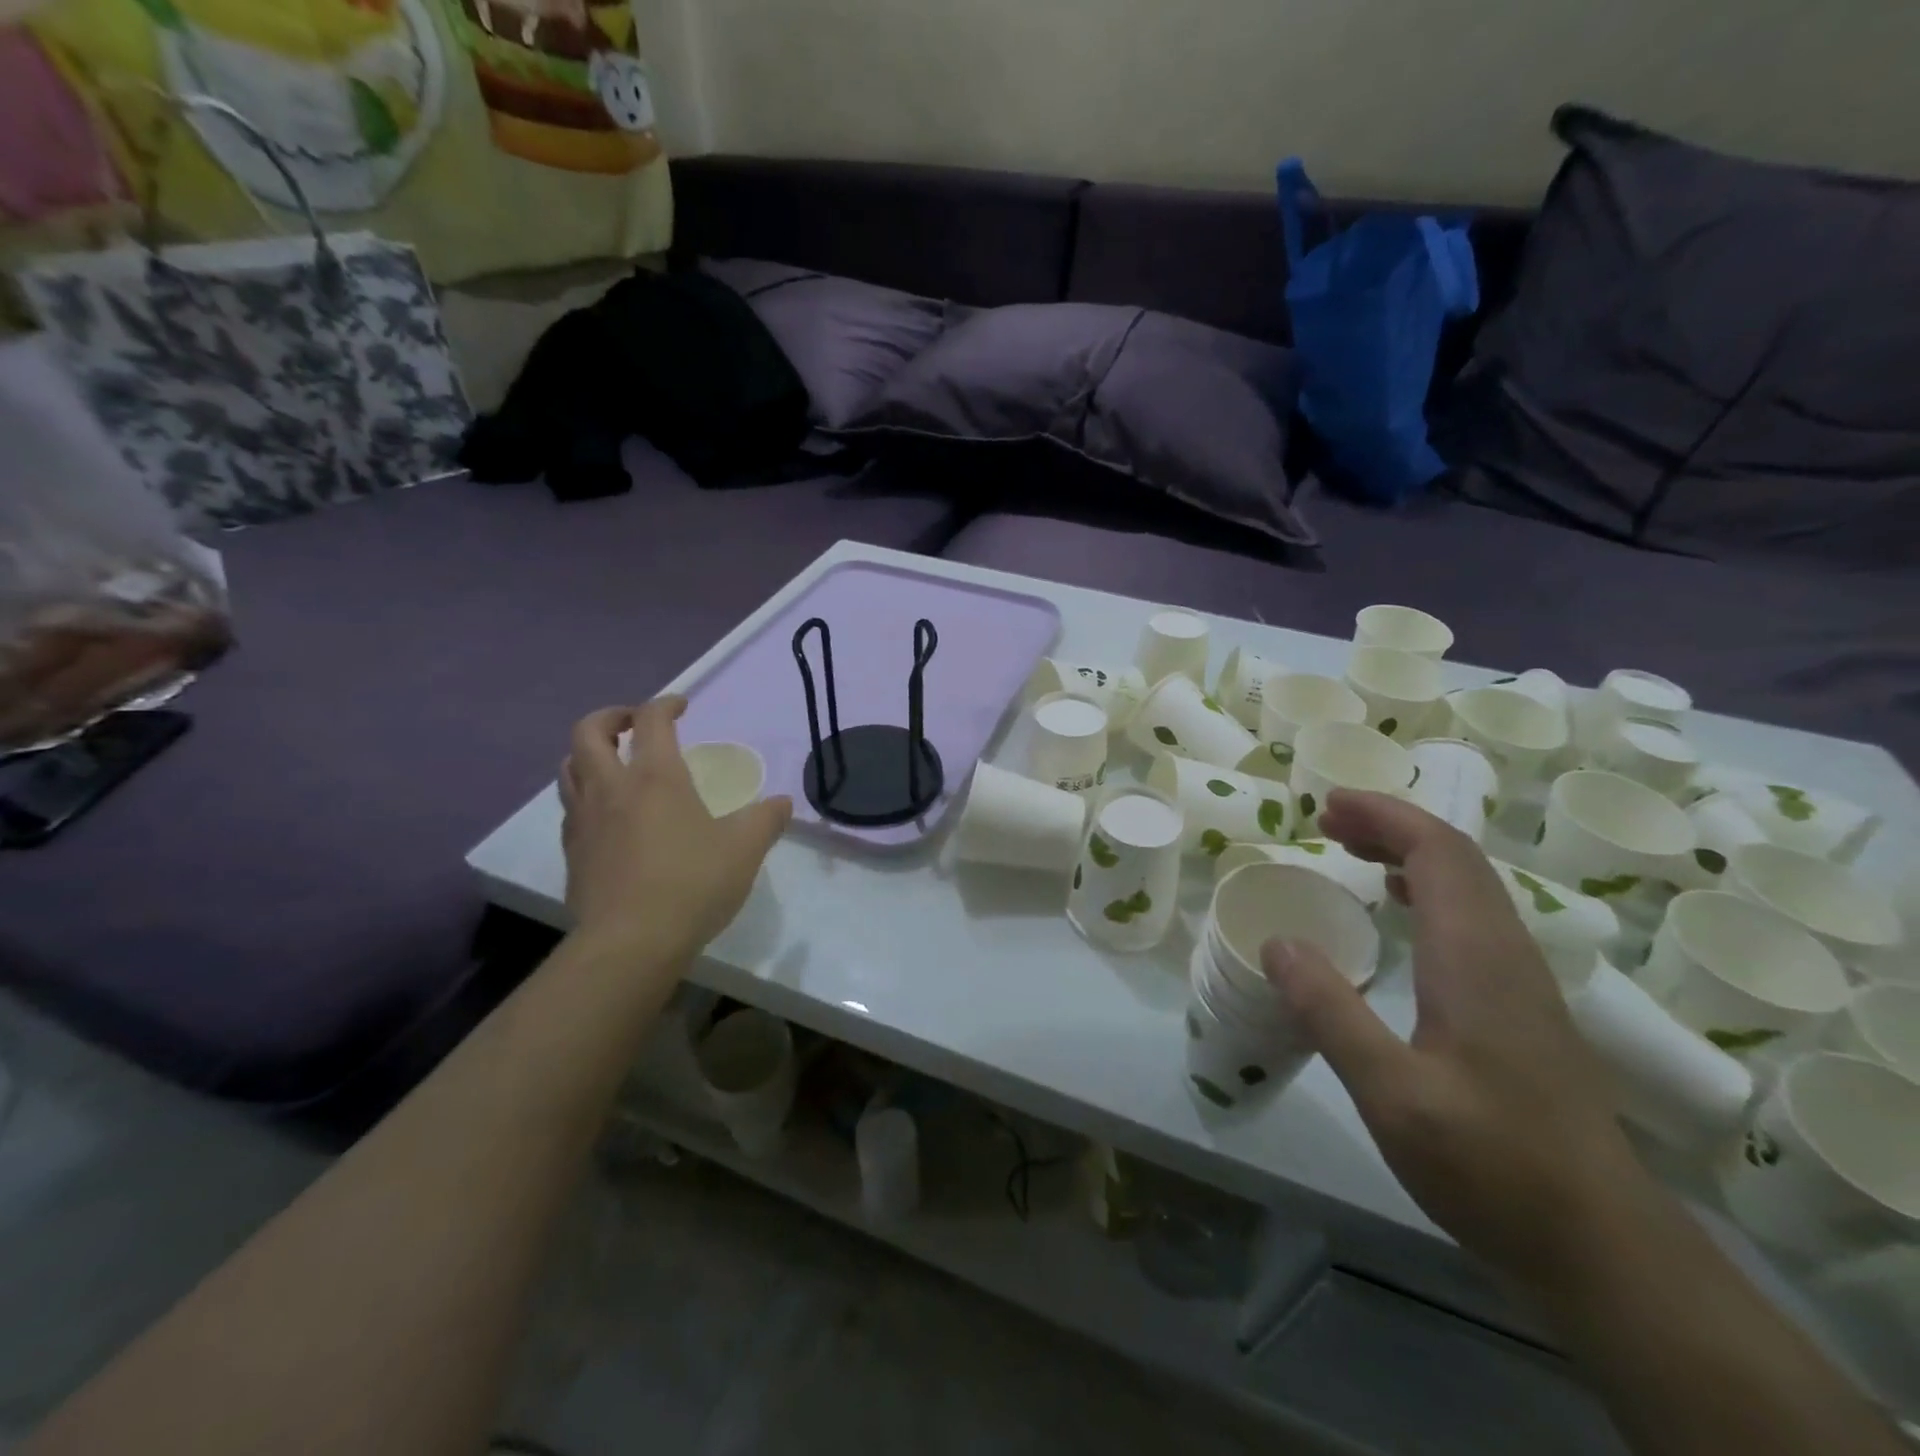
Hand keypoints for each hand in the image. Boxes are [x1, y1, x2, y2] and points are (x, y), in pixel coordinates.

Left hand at [559, 699, 791, 964]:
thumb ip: (767, 820)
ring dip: (589, 753)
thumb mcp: (745, 849)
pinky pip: (570, 807)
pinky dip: (584, 795)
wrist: (630, 943)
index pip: (651, 720)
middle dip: (610, 716)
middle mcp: (612, 788)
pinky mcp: (572, 852)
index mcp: (655, 777)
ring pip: (569, 768)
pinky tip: (606, 815)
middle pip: (588, 732)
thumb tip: (783, 803)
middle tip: (632, 723)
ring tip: (613, 763)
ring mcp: (584, 820)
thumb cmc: (692, 884)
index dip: (666, 704)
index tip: (681, 706)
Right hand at [1260, 790, 1648, 1288]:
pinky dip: (1430, 891)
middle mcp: (1506, 954)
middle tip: (1327, 821)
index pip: (1439, 853)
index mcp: (1477, 958)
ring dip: (1411, 855)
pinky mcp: (1523, 1009)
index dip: (1385, 816)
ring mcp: (1522, 982)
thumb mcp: (1392, 1094)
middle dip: (1391, 826)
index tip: (1328, 804)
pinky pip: (1474, 919)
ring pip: (1470, 887)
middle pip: (1457, 859)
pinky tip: (1404, 914)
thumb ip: (1331, 1012)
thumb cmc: (1494, 1165)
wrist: (1605, 1249)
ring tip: (1353, 852)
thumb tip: (1278, 942)